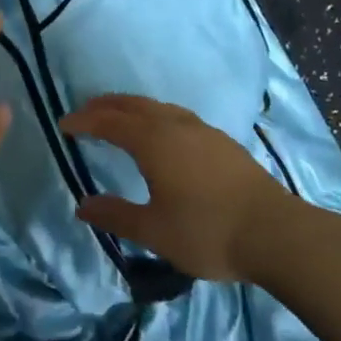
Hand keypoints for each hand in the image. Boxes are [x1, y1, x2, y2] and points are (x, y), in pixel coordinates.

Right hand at [59, 94, 294, 281]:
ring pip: (159, 108)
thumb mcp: (153, 231)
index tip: (64, 124)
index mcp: (153, 141)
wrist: (275, 234)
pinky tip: (163, 134)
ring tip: (120, 118)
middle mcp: (175, 125)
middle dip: (106, 106)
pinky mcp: (223, 142)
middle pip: (134, 106)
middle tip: (86, 112)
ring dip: (133, 108)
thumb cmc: (207, 232)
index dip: (84, 121)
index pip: (109, 123)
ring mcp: (203, 131)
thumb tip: (83, 205)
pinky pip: (177, 116)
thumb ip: (116, 215)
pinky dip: (156, 116)